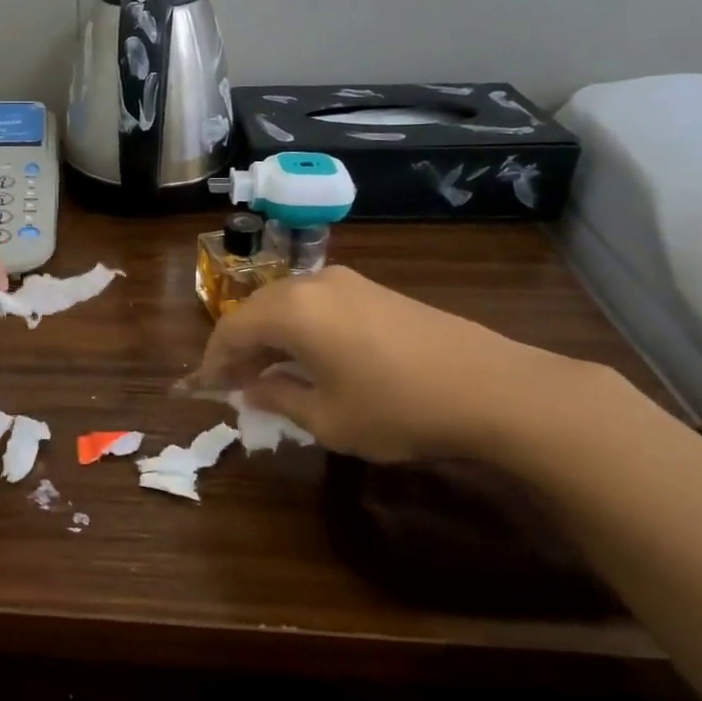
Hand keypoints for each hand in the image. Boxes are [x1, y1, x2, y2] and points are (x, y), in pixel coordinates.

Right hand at [191, 265, 592, 462]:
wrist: (493, 387)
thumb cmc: (398, 408)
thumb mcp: (328, 419)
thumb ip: (278, 398)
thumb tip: (250, 388)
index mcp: (291, 310)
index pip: (231, 328)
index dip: (213, 360)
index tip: (207, 388)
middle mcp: (311, 284)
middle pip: (256, 309)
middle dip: (240, 346)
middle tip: (235, 383)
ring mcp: (347, 281)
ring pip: (287, 303)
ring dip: (270, 335)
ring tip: (270, 372)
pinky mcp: (374, 289)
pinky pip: (316, 303)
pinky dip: (300, 327)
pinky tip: (311, 357)